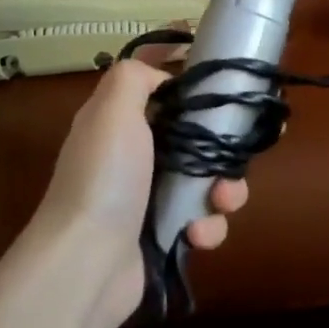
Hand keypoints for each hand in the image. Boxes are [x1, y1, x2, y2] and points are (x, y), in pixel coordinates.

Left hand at [27, 56, 247, 327]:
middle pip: (197, 132)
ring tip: (221, 201)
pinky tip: (196, 235)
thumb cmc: (104, 179)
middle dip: (225, 142)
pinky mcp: (165, 234)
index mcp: (122, 119)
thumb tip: (163, 76)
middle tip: (241, 150)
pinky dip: (207, 227)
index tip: (225, 63)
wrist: (87, 263)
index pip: (157, 80)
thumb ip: (135, 77)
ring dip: (226, 190)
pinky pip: (203, 220)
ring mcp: (152, 196)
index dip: (186, 66)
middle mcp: (138, 154)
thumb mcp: (111, 111)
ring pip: (209, 178)